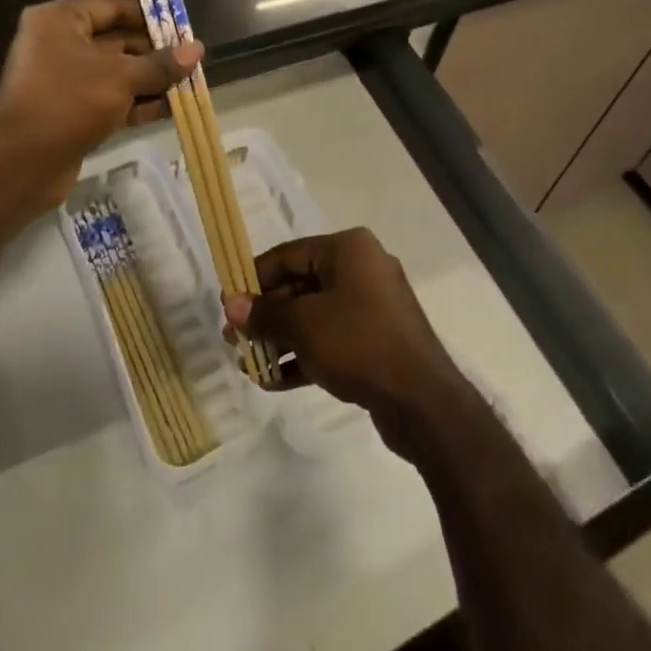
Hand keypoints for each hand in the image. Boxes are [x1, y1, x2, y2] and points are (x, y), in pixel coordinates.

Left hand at [0, 0, 198, 226]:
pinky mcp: (68, 111)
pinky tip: (169, 109)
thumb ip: (160, 64)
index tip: (182, 26)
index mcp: (60, 20)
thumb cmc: (69, 101)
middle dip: (154, 53)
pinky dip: (135, 102)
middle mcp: (57, 43)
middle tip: (192, 59)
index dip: (149, 16)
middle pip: (116, 40)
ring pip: (115, 72)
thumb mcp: (122, 77)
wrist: (20, 164)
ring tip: (189, 84)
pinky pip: (108, 98)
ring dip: (150, 79)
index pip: (113, 7)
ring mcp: (62, 79)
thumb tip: (198, 49)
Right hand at [225, 228, 477, 459]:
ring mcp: (372, 305)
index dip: (254, 279)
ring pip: (314, 315)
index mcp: (348, 249)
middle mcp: (361, 267)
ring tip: (248, 364)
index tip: (228, 304)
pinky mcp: (376, 340)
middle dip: (266, 314)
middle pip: (300, 285)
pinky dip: (304, 354)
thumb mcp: (303, 325)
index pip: (288, 255)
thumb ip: (264, 313)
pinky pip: (331, 338)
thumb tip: (229, 304)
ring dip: (281, 338)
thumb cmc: (358, 343)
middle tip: (235, 340)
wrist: (422, 401)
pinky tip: (273, 380)